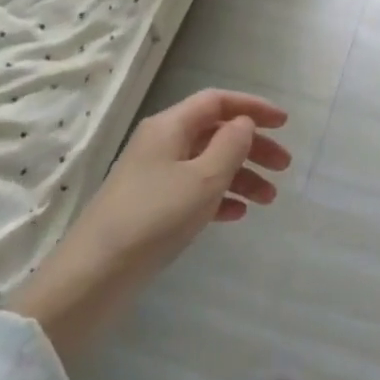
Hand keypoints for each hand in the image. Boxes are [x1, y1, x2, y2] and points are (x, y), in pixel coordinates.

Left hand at [13, 89, 290, 362]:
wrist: (94, 277)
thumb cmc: (154, 218)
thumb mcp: (203, 179)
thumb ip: (231, 145)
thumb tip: (244, 123)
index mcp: (170, 126)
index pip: (217, 102)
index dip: (252, 107)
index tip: (284, 123)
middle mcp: (162, 144)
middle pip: (215, 132)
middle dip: (253, 146)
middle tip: (284, 167)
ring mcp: (154, 176)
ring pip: (208, 163)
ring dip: (241, 175)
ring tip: (269, 199)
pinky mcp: (151, 207)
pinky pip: (194, 190)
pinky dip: (219, 197)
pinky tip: (237, 215)